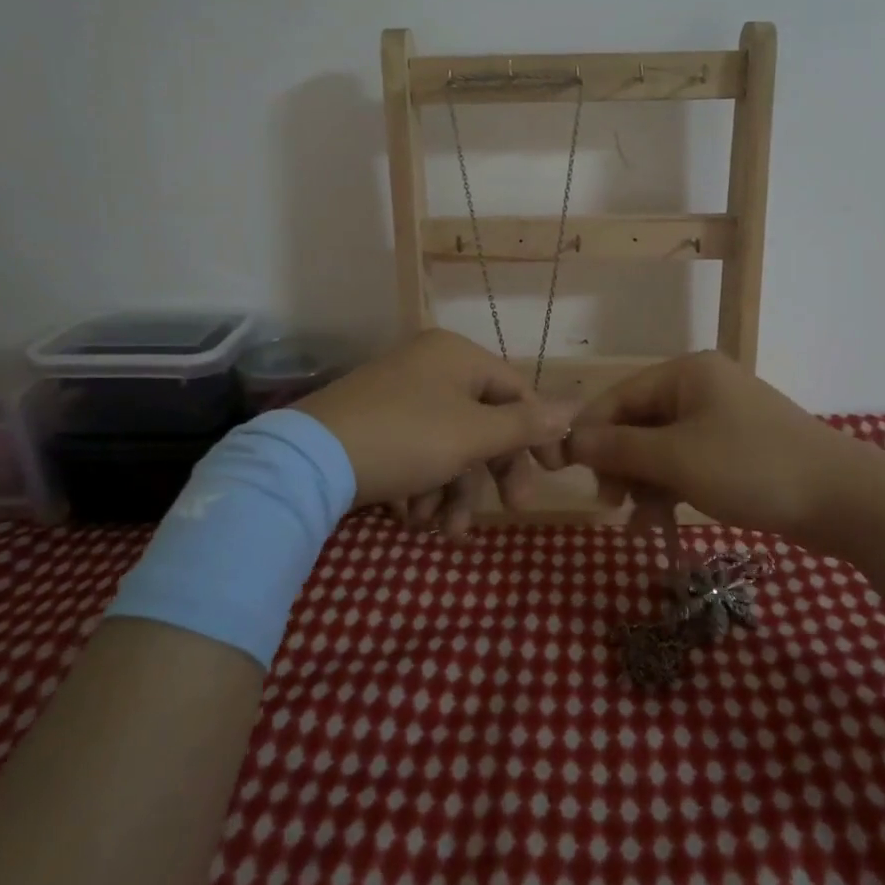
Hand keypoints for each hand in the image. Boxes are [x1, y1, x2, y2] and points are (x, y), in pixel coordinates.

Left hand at [293, 329, 575, 529]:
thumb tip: (576, 408)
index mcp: (457, 355)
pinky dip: (422, 484)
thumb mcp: (473, 435)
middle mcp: (430, 366)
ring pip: (449, 444)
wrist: (308, 460)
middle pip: (483, 421)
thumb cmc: (406, 437)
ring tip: (443, 530)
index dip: (539, 433)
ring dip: (454, 489)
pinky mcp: (375, 423)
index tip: (552, 474)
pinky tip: (412, 516)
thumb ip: (526, 425)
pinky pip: (417, 451)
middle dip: (493, 472)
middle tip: (510, 510)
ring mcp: (400, 394)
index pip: (517, 390)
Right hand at [551, 351, 870, 541]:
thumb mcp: (676, 458)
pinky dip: (671, 488)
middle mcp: (702, 387)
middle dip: (620, 463)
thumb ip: (619, 448)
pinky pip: (689, 462)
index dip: (591, 433)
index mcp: (687, 373)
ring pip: (663, 447)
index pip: (619, 396)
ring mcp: (723, 418)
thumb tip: (572, 441)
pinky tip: (658, 521)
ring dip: (644, 482)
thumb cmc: (751, 467)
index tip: (567, 472)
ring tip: (635, 522)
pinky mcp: (738, 449)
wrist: (844, 499)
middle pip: (640, 421)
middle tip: (608, 502)